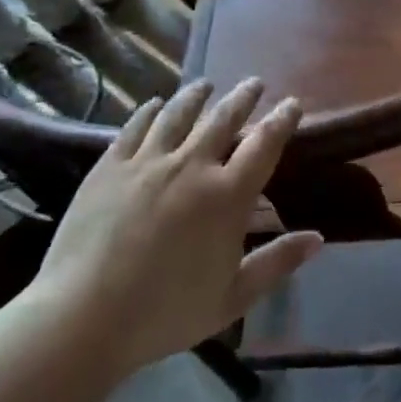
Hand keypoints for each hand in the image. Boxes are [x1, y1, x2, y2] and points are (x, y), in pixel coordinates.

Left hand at [21, 79, 320, 382]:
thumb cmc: (165, 313)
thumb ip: (278, 263)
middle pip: (224, 118)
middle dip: (243, 97)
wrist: (82, 318)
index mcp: (228, 196)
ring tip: (206, 85)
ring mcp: (148, 162)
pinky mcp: (110, 166)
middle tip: (254, 83)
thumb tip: (318, 238)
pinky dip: (149, 111)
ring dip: (197, 95)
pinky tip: (154, 104)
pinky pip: (135, 127)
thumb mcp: (233, 297)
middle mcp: (192, 166)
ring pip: (178, 113)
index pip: (265, 143)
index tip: (292, 103)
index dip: (283, 119)